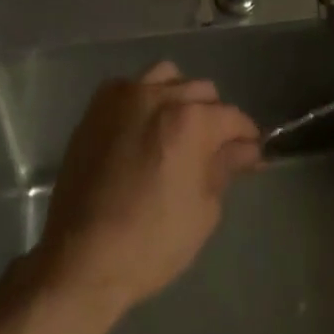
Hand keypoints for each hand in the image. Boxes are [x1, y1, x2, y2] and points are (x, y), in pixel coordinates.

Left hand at [36, 62, 260, 317]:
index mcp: (191, 121)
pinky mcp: (98, 106)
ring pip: (168, 76)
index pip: (232, 117)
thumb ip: (225, 167)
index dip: (246, 135)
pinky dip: (146, 98)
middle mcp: (160, 96)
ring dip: (180, 96)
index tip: (251, 152)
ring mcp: (125, 96)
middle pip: (202, 90)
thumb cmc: (151, 243)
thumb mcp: (203, 210)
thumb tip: (246, 148)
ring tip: (178, 127)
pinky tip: (145, 127)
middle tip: (214, 147)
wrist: (82, 257)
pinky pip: (132, 85)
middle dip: (215, 116)